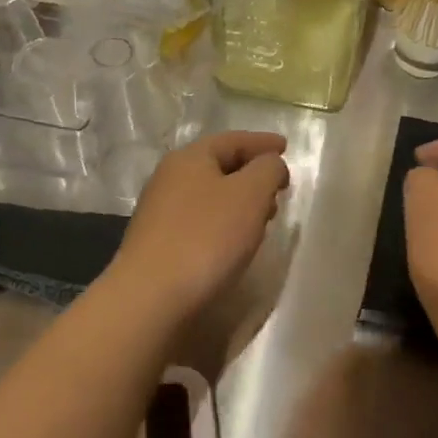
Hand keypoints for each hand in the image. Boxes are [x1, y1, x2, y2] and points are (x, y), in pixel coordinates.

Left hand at [109, 131, 290, 321]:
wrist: (151, 296)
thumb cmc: (206, 238)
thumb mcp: (249, 195)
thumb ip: (267, 170)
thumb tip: (270, 165)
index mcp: (189, 158)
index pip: (233, 140)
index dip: (262, 143)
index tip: (285, 147)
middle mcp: (169, 179)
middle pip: (218, 167)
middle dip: (251, 174)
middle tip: (278, 189)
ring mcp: (160, 213)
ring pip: (209, 196)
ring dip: (238, 203)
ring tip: (263, 219)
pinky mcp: (159, 244)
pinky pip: (200, 222)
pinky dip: (223, 224)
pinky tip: (234, 243)